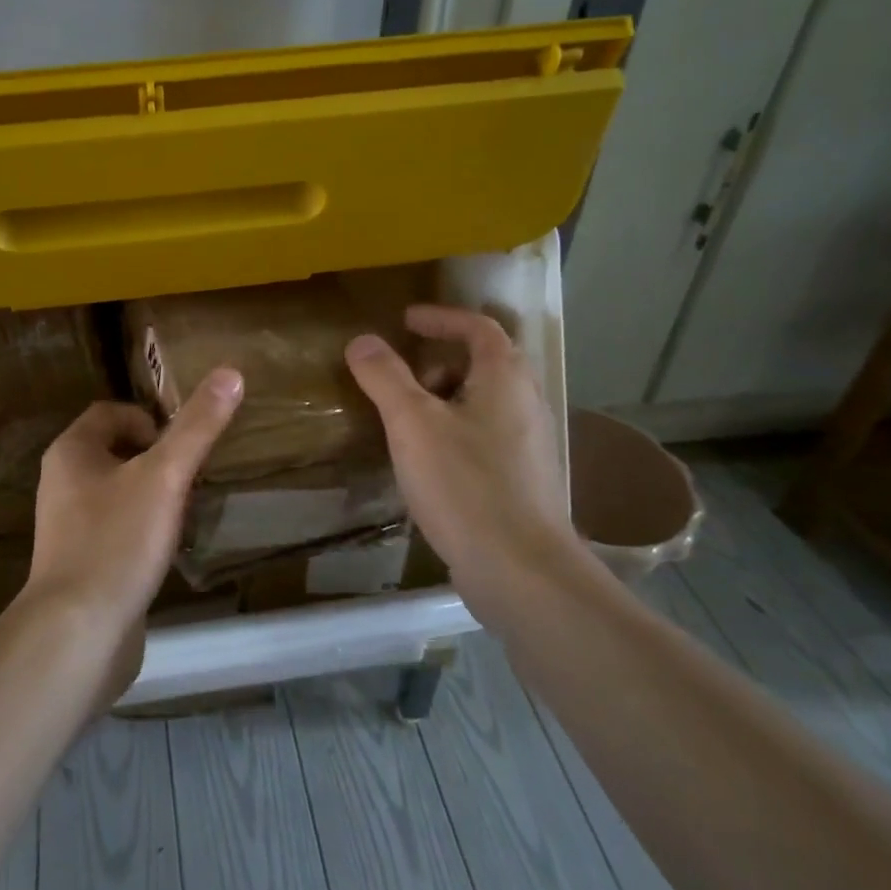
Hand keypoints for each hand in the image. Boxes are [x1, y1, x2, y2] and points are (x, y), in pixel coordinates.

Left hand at [12, 370, 244, 688]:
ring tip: (187, 510)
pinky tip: (167, 549)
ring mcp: (69, 527)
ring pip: (119, 492)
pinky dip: (143, 530)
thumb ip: (197, 427)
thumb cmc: (117, 541)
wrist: (78, 634)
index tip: (183, 444)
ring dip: (153, 494)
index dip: (149, 419)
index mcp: (71, 452)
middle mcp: (62, 483)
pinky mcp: (81, 564)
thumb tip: (231, 373)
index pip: (110, 412)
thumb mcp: (165, 477)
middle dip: (157, 458)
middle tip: (192, 476)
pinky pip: (117, 529)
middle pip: (116, 451)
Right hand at [344, 305, 578, 613]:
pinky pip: (484, 438)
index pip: (480, 328)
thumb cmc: (465, 485)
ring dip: (444, 399)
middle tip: (401, 377)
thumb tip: (362, 340)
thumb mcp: (412, 424)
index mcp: (505, 381)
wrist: (521, 571)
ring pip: (483, 404)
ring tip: (405, 420)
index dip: (442, 318)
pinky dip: (453, 432)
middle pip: (485, 364)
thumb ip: (385, 377)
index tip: (406, 321)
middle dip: (439, 362)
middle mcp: (526, 405)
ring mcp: (528, 447)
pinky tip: (426, 463)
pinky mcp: (522, 483)